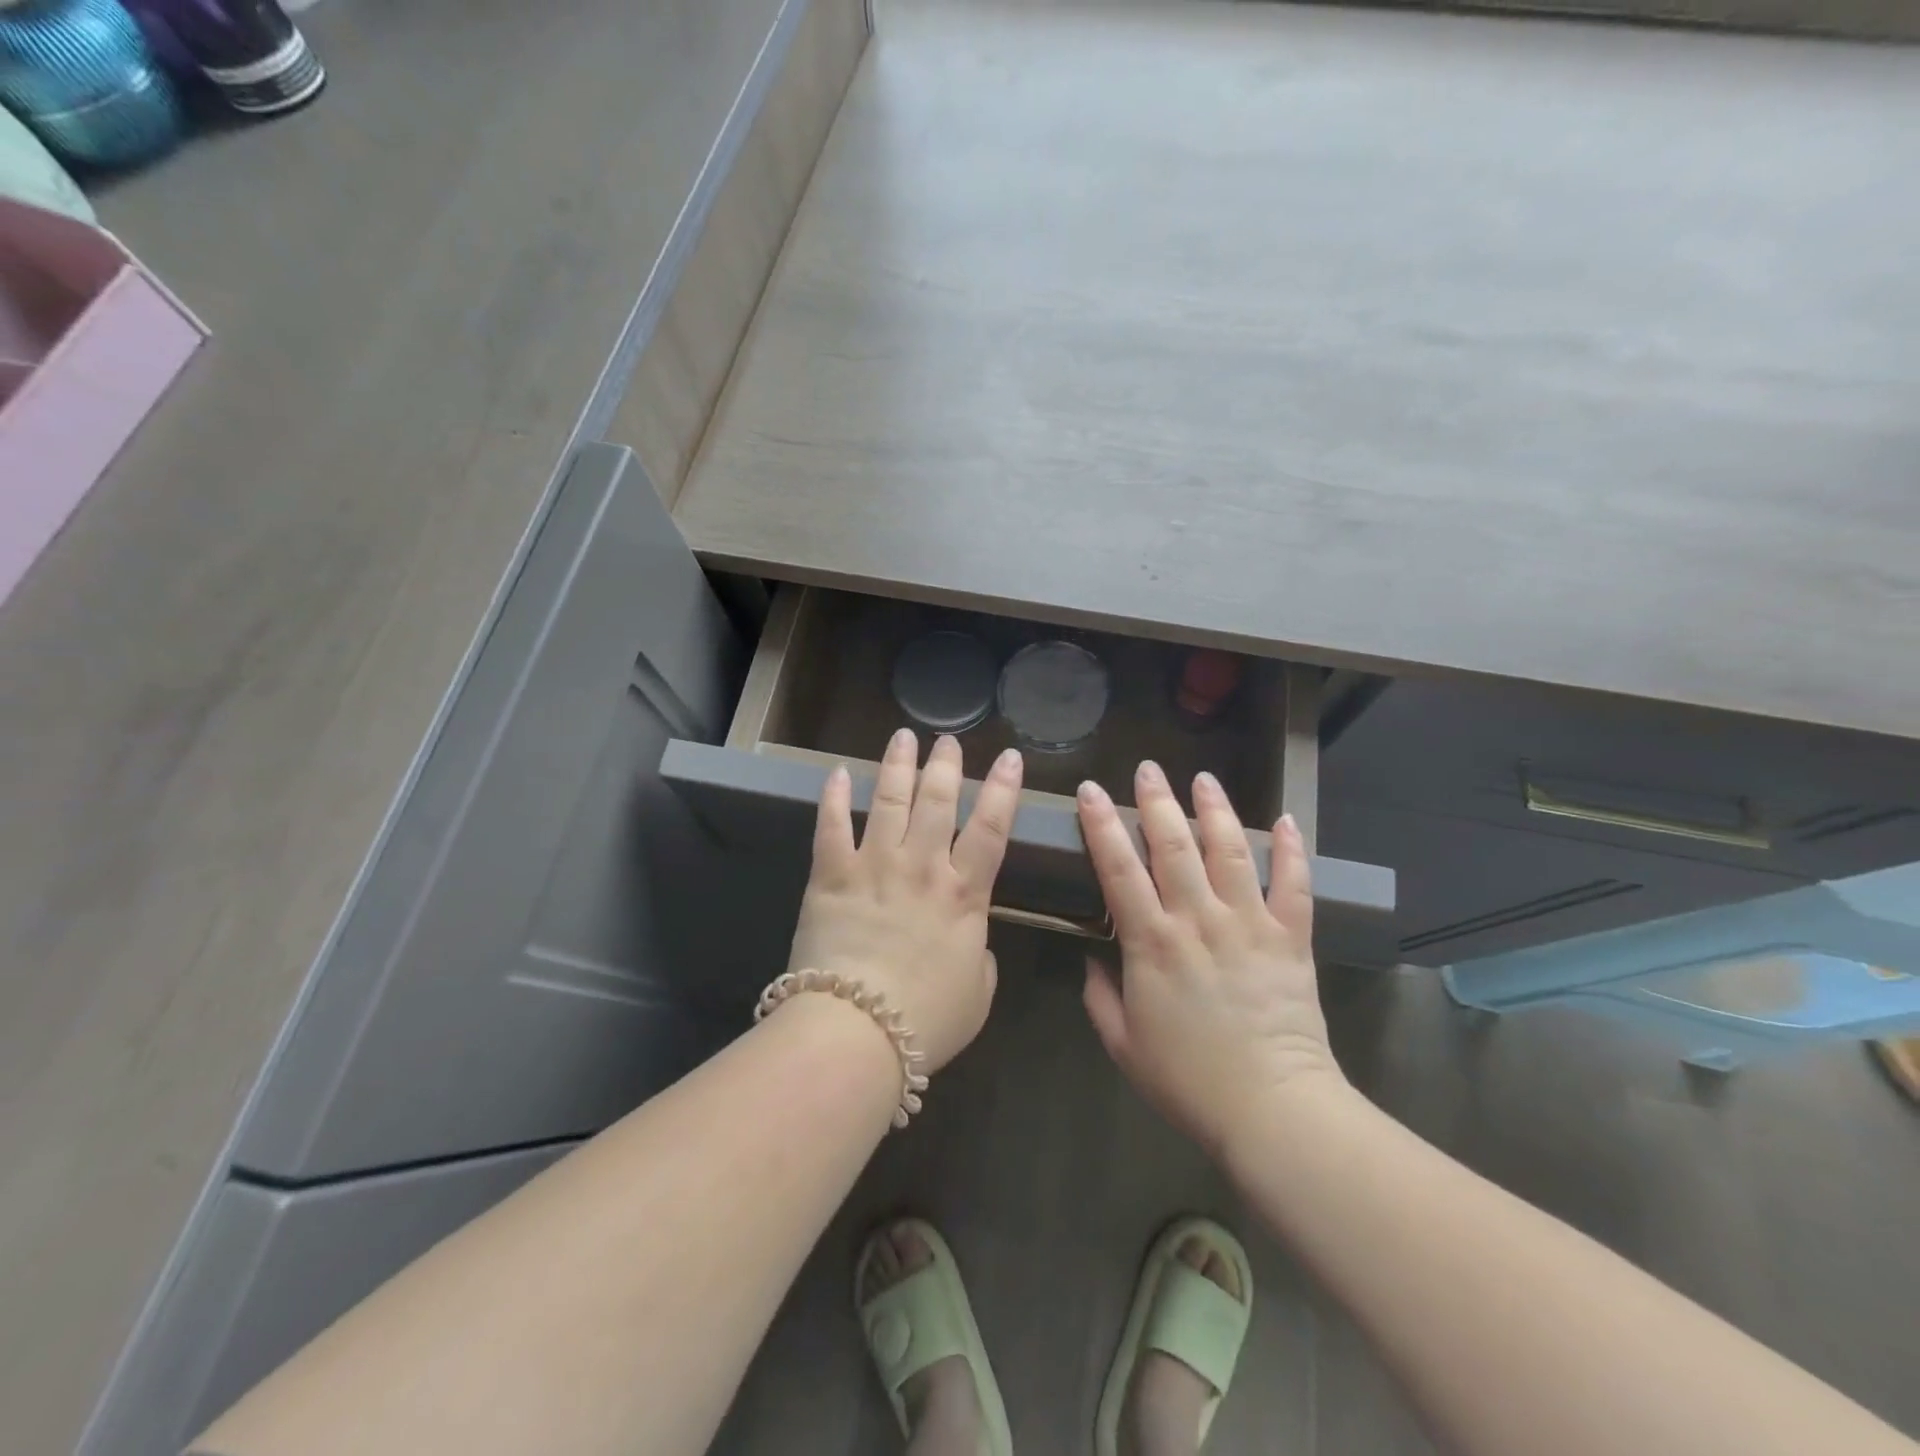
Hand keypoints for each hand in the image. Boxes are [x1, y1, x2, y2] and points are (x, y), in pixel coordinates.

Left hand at [786, 729, 1023, 1071]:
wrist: (857, 1031)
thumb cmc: (927, 1019)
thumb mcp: (978, 993)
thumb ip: (981, 957)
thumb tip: (972, 940)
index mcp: (964, 893)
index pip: (992, 828)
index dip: (1004, 789)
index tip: (1010, 757)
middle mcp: (922, 866)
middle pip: (937, 801)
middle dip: (945, 765)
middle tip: (947, 740)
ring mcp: (874, 865)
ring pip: (888, 800)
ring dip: (897, 765)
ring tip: (902, 737)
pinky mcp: (830, 875)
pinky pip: (830, 826)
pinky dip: (832, 797)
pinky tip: (836, 773)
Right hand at [1077, 761, 1344, 1157]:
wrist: (1272, 1108)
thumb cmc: (1188, 1080)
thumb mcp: (1123, 1044)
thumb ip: (1100, 997)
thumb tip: (1093, 959)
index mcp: (1152, 943)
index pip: (1119, 869)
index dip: (1101, 825)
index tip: (1090, 791)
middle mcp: (1198, 920)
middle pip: (1174, 846)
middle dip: (1157, 802)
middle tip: (1147, 769)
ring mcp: (1248, 924)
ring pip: (1229, 852)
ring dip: (1216, 810)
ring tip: (1204, 778)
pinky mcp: (1290, 938)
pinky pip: (1293, 885)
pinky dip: (1292, 851)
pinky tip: (1286, 820)